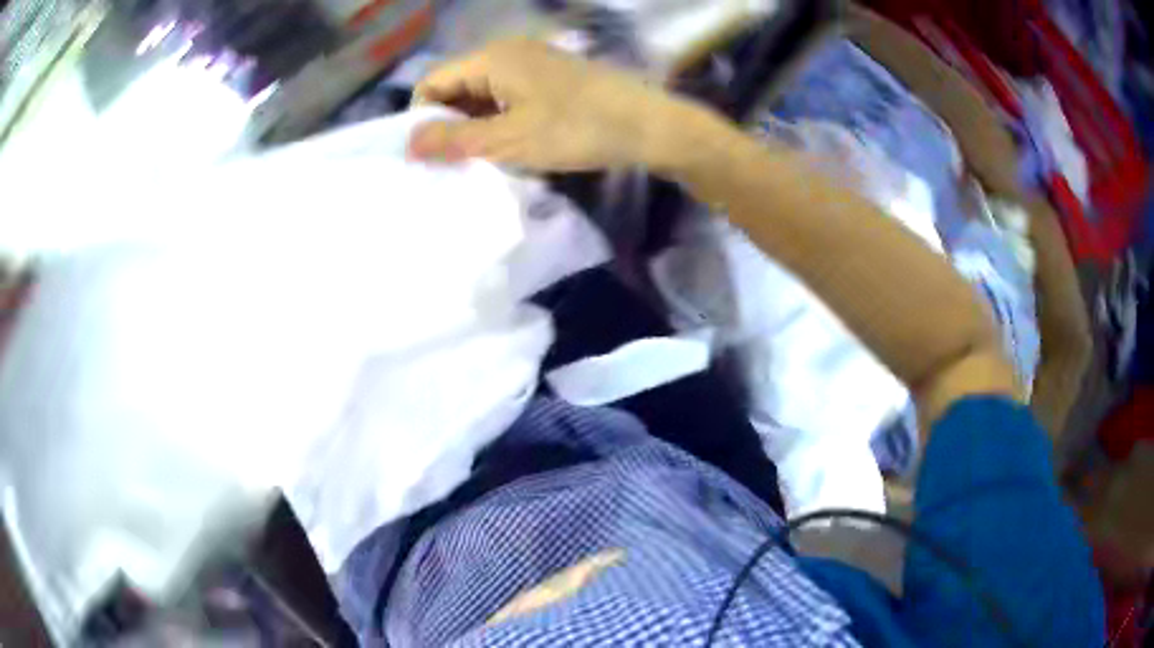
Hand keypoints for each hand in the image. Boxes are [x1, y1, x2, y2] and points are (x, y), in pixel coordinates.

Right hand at [408, 39, 680, 170]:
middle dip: (448, 124)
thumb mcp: (509, 140)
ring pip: (481, 93)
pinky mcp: (549, 76)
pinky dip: (498, 119)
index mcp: (490, 58)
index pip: (432, 83)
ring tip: (478, 160)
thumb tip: (408, 144)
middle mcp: (506, 51)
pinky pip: (506, 95)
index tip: (429, 157)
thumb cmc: (577, 129)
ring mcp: (531, 62)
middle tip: (452, 164)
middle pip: (456, 86)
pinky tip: (506, 145)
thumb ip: (454, 141)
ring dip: (474, 125)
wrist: (649, 125)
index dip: (422, 119)